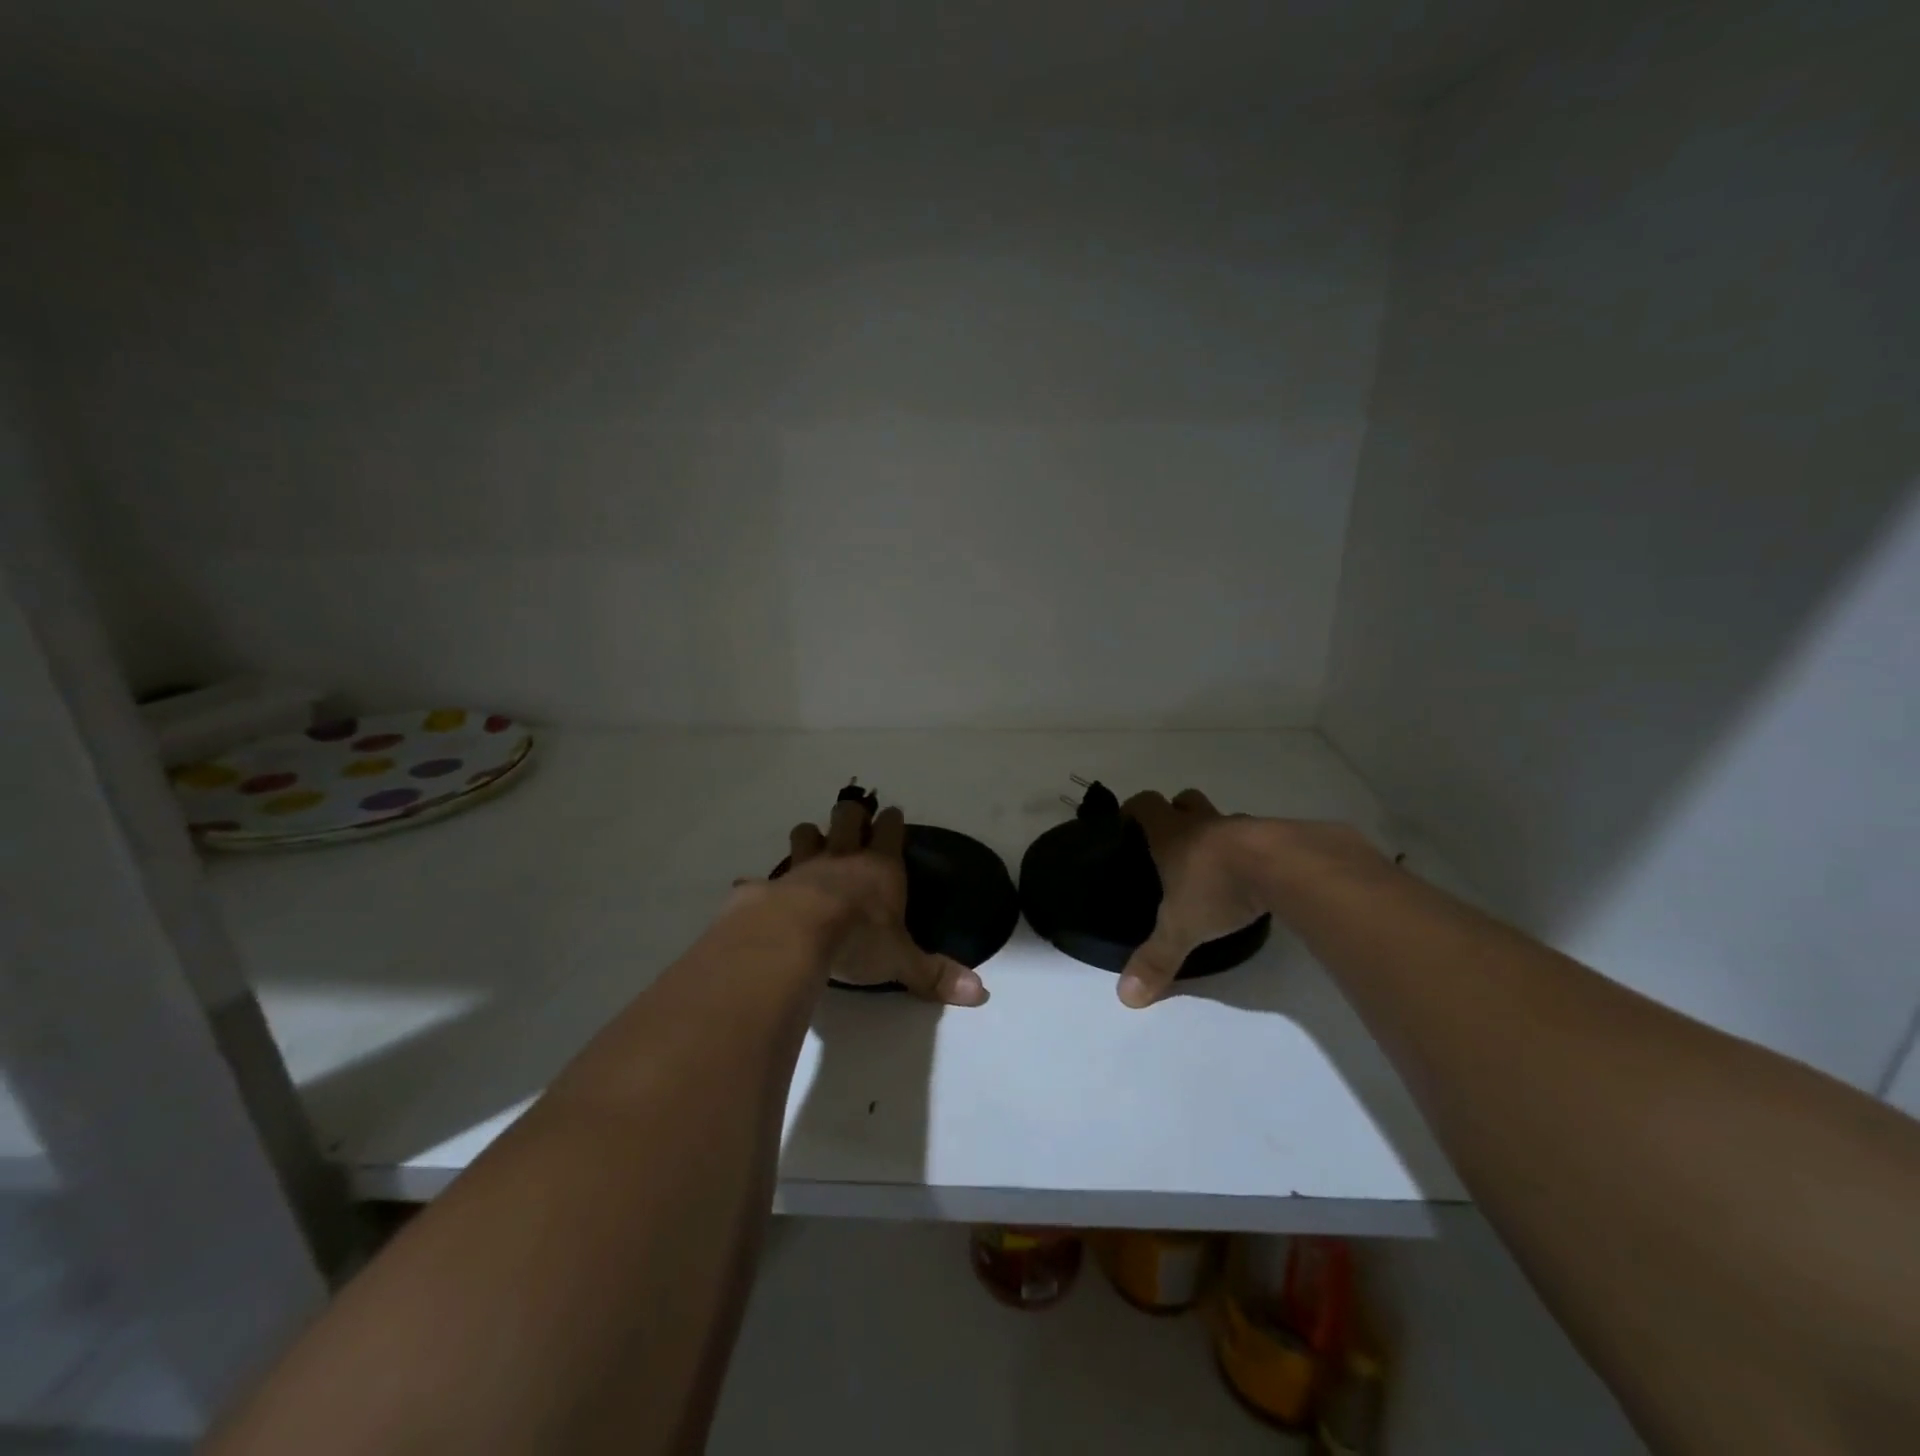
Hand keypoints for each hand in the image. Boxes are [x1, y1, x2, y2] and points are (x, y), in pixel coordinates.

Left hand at [776, 796, 988, 1006]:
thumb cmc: (857, 941)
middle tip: (853, 822)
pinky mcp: (769, 885)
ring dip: (809, 837)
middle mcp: (842, 857)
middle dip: (851, 815)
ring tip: (811, 845)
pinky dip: (760, 883)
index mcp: (879, 867)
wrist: (794, 936)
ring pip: (805, 833)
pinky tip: (756, 890)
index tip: (892, 816)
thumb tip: (981, 994)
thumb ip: (935, 974)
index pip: (890, 829)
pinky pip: (761, 878)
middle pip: (847, 816)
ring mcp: (802, 866)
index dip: (891, 821)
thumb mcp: (901, 961)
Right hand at [1115, 788, 1270, 1008]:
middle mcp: (1205, 823)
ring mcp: (1243, 827)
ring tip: (1217, 869)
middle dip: (1178, 814)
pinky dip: (1253, 854)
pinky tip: (1255, 880)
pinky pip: (1259, 839)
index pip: (1145, 804)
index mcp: (1172, 834)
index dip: (1134, 810)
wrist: (1287, 868)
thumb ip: (1156, 959)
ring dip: (1218, 836)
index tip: (1129, 824)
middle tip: (1174, 845)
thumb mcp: (1181, 928)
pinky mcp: (1278, 838)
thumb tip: (1126, 997)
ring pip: (1224, 820)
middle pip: (1186, 801)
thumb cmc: (1219, 887)